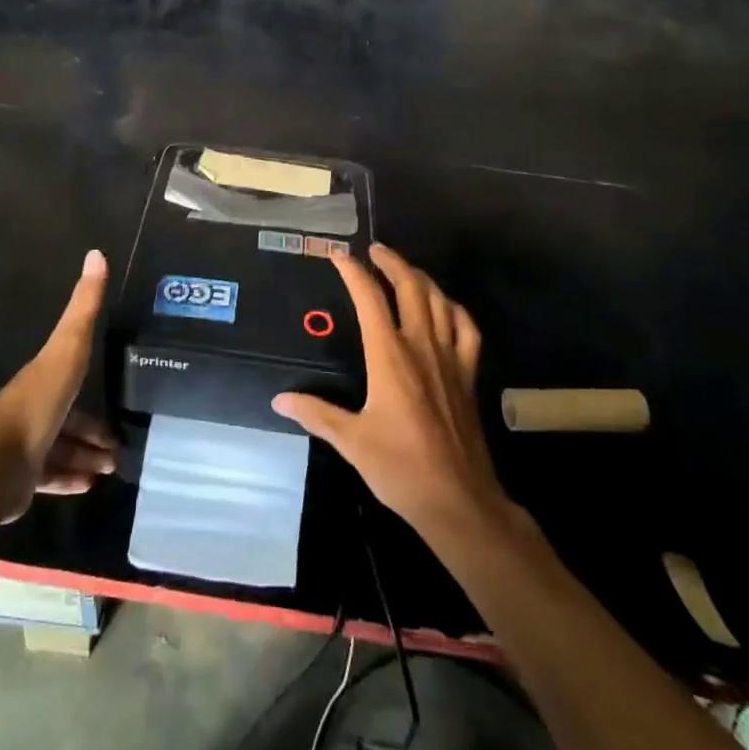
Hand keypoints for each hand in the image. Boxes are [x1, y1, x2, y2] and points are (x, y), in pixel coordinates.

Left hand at [0, 250, 117, 521]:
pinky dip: (69, 479)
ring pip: (60, 450)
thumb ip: (83, 308)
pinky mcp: (19, 481)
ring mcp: (23, 447)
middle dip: (94, 434)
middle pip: (68, 421)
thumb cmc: (36, 405)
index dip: (94, 398)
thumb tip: (96, 253)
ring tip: (111, 468)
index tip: (117, 413)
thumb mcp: (67, 349)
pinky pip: (48, 477)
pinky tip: (88, 486)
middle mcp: (31, 410)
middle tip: (120, 449)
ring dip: (86, 457)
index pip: (71, 382)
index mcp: (41, 379)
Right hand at [273, 245, 506, 542]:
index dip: (353, 271)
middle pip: (410, 287)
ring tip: (405, 269)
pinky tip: (446, 308)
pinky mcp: (468, 375)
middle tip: (375, 250)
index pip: (369, 298)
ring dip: (421, 278)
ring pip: (439, 301)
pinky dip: (454, 309)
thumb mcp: (351, 442)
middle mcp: (421, 346)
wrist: (459, 499)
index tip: (338, 255)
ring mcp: (450, 358)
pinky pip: (466, 329)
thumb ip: (316, 413)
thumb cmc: (400, 468)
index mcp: (389, 356)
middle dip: (391, 261)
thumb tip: (279, 399)